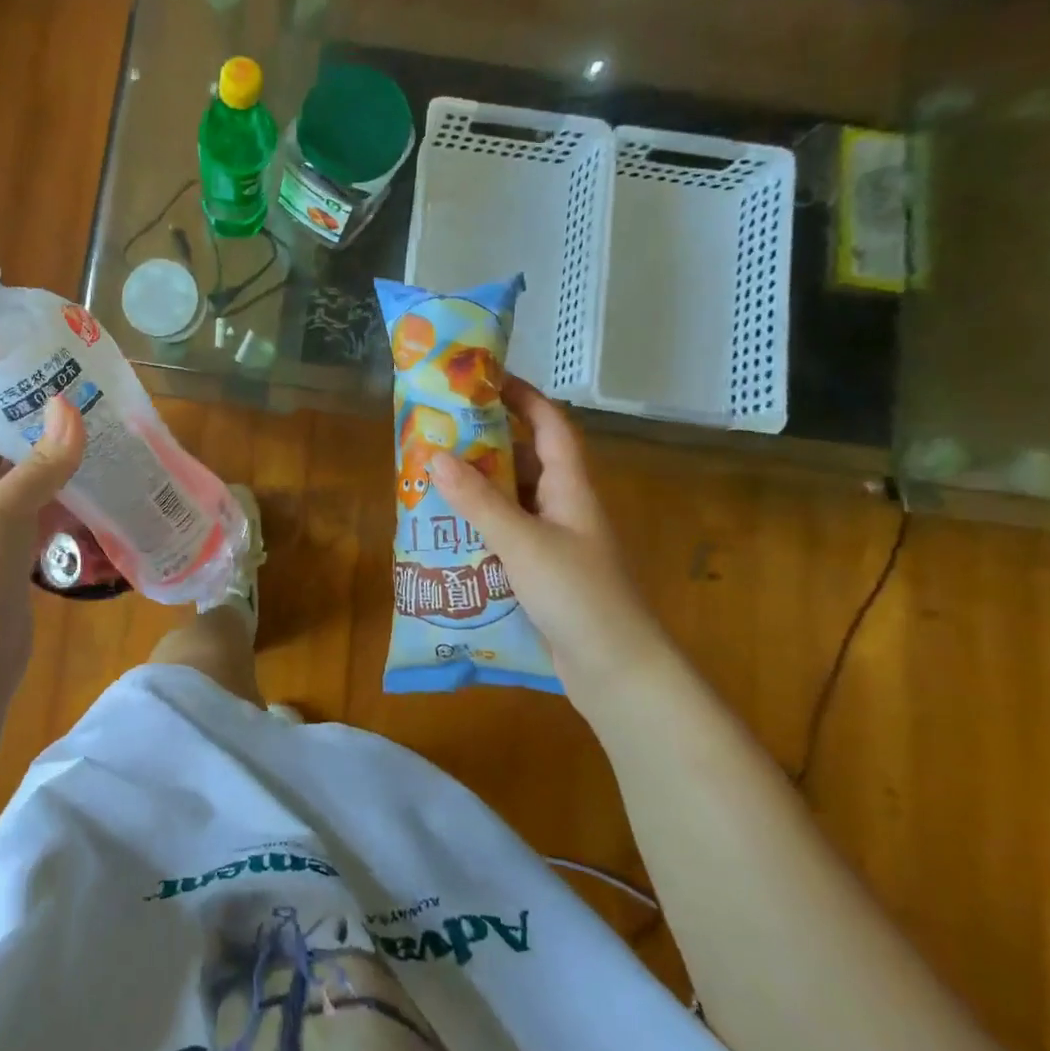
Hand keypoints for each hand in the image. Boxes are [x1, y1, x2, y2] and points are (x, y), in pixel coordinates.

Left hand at [0, 393, 84, 666]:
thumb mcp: (2, 513)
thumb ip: (39, 463)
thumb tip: (69, 407)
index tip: (32, 359)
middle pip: (2, 436)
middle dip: (38, 413)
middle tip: (87, 390)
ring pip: (31, 472)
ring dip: (63, 454)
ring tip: (107, 428)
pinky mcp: (21, 548)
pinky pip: (50, 508)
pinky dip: (75, 496)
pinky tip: (110, 486)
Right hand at [430, 377, 672, 696]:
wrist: (618, 673)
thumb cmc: (579, 596)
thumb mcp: (524, 543)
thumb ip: (479, 501)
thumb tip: (435, 455)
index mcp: (571, 487)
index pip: (550, 426)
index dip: (524, 396)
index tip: (486, 378)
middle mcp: (564, 506)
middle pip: (524, 460)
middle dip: (485, 442)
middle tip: (438, 432)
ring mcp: (555, 541)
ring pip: (512, 499)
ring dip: (477, 487)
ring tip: (431, 477)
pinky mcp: (542, 571)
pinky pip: (506, 533)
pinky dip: (479, 525)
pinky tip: (446, 531)